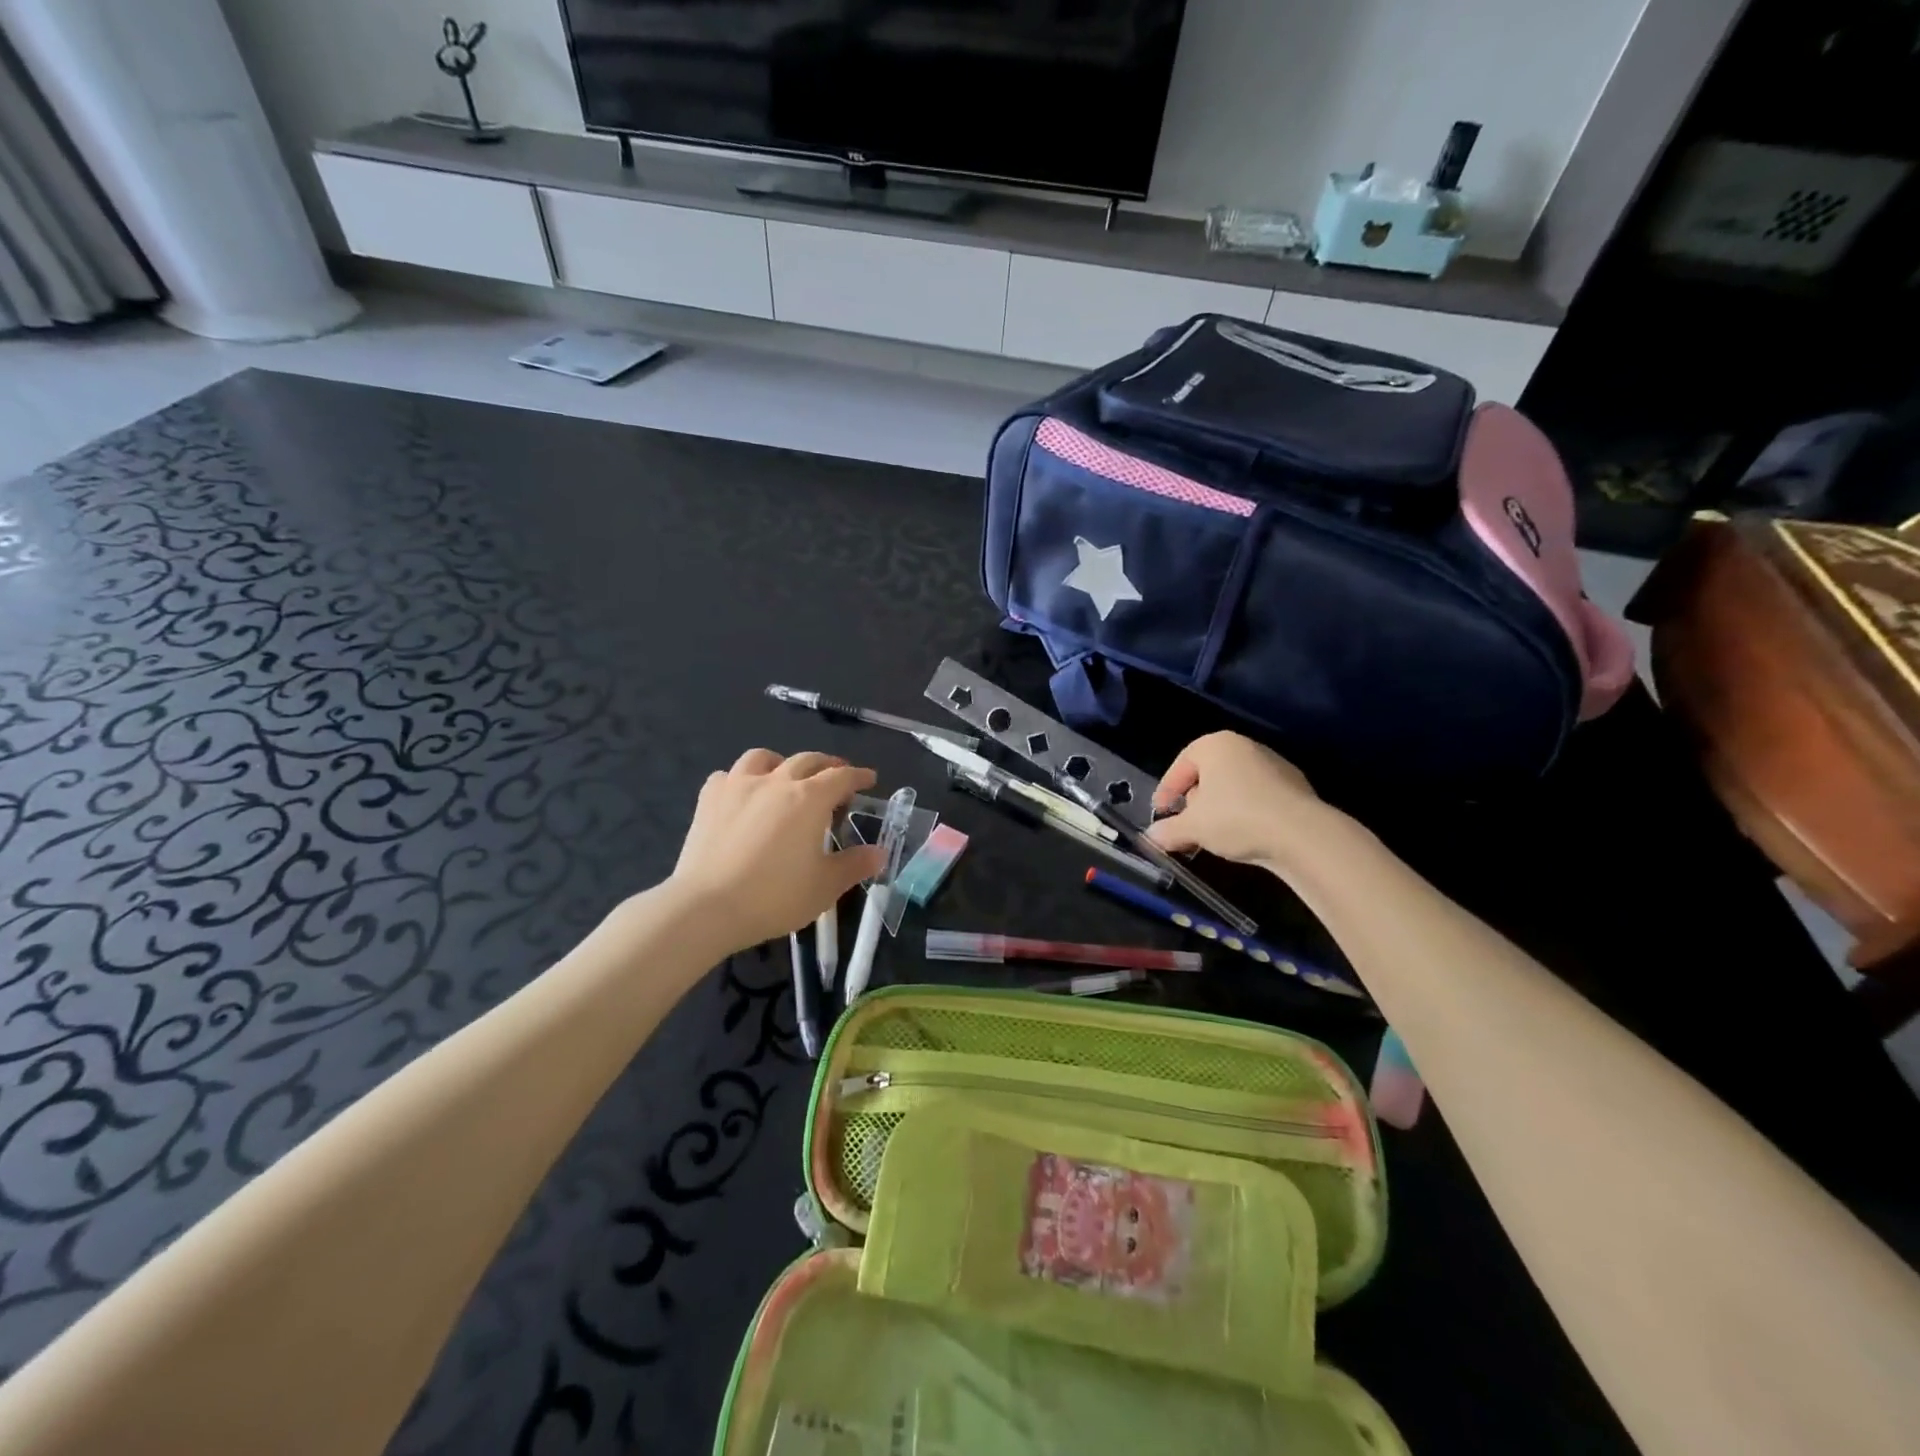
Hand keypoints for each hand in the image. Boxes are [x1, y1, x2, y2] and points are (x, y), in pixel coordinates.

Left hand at [669, 749, 885, 950]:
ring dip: (782, 762)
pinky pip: (728, 775)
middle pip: (807, 760)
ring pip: (764, 758)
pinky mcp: (709, 799)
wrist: (707, 907)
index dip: (858, 776)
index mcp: (809, 799)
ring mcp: (738, 785)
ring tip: (786, 775)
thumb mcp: (825, 886)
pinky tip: (743, 794)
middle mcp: (776, 781)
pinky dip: (742, 779)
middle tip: (836, 775)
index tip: (869, 779)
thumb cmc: (774, 896)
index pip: (841, 777)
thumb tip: (880, 853)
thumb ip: (854, 865)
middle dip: (827, 765)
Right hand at [1146, 732, 1331, 872]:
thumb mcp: (1193, 827)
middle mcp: (1245, 746)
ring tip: (1213, 835)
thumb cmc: (1235, 818)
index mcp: (1216, 745)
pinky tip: (1243, 836)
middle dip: (1194, 800)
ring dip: (1219, 808)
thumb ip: (1168, 830)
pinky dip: (1245, 813)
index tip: (1161, 813)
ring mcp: (1274, 765)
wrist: (1301, 834)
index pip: (1182, 763)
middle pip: (1209, 773)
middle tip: (1186, 824)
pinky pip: (1258, 798)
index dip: (1167, 790)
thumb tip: (1151, 837)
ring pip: (1234, 786)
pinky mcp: (1295, 787)